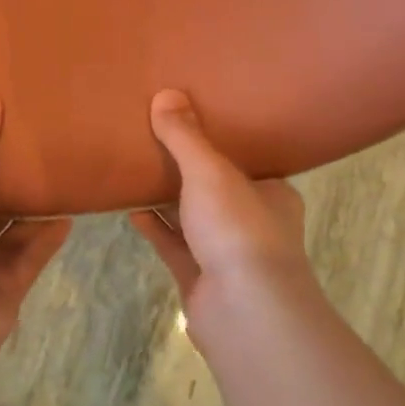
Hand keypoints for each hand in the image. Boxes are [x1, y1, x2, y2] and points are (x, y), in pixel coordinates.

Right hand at [129, 89, 319, 342]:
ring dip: (168, 199)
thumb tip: (166, 94)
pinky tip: (131, 210)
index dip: (221, 142)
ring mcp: (227, 255)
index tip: (192, 120)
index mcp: (272, 194)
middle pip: (217, 189)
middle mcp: (254, 223)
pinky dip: (156, 227)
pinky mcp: (201, 279)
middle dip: (188, 170)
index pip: (247, 162)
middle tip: (156, 140)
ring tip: (136, 170)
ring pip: (194, 219)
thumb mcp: (210, 172)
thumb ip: (186, 137)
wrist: (244, 311)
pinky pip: (175, 246)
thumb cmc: (238, 230)